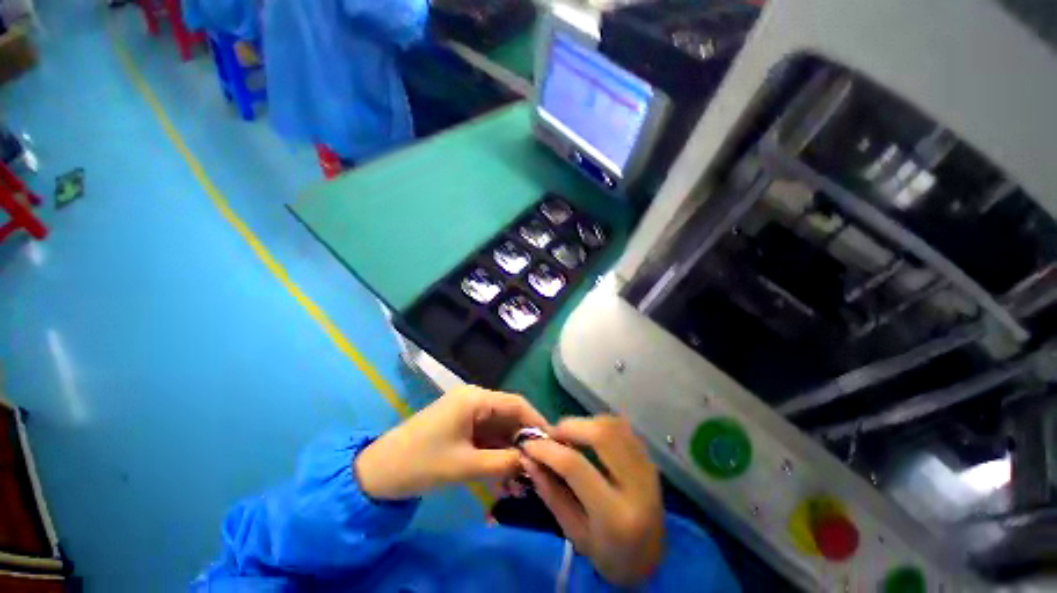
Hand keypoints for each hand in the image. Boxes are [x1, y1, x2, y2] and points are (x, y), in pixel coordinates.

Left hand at [356, 385, 547, 499]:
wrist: (377, 472)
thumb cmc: (421, 463)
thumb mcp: (465, 465)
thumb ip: (503, 462)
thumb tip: (534, 461)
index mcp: (475, 398)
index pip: (516, 404)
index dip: (536, 421)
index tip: (554, 443)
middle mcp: (474, 399)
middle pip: (508, 416)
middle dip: (523, 441)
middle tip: (540, 466)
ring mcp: (467, 413)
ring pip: (498, 429)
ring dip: (510, 451)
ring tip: (524, 477)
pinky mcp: (461, 426)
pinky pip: (486, 437)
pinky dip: (496, 453)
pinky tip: (505, 475)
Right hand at [522, 416, 664, 586]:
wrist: (652, 561)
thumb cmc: (608, 556)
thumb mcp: (573, 533)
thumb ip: (550, 493)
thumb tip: (528, 457)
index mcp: (615, 515)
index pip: (575, 466)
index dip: (548, 449)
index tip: (529, 444)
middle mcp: (637, 485)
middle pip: (601, 434)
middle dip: (570, 426)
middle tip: (552, 435)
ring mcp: (648, 468)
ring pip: (613, 425)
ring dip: (585, 423)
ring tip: (568, 435)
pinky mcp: (649, 459)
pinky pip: (623, 428)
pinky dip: (600, 424)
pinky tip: (588, 435)